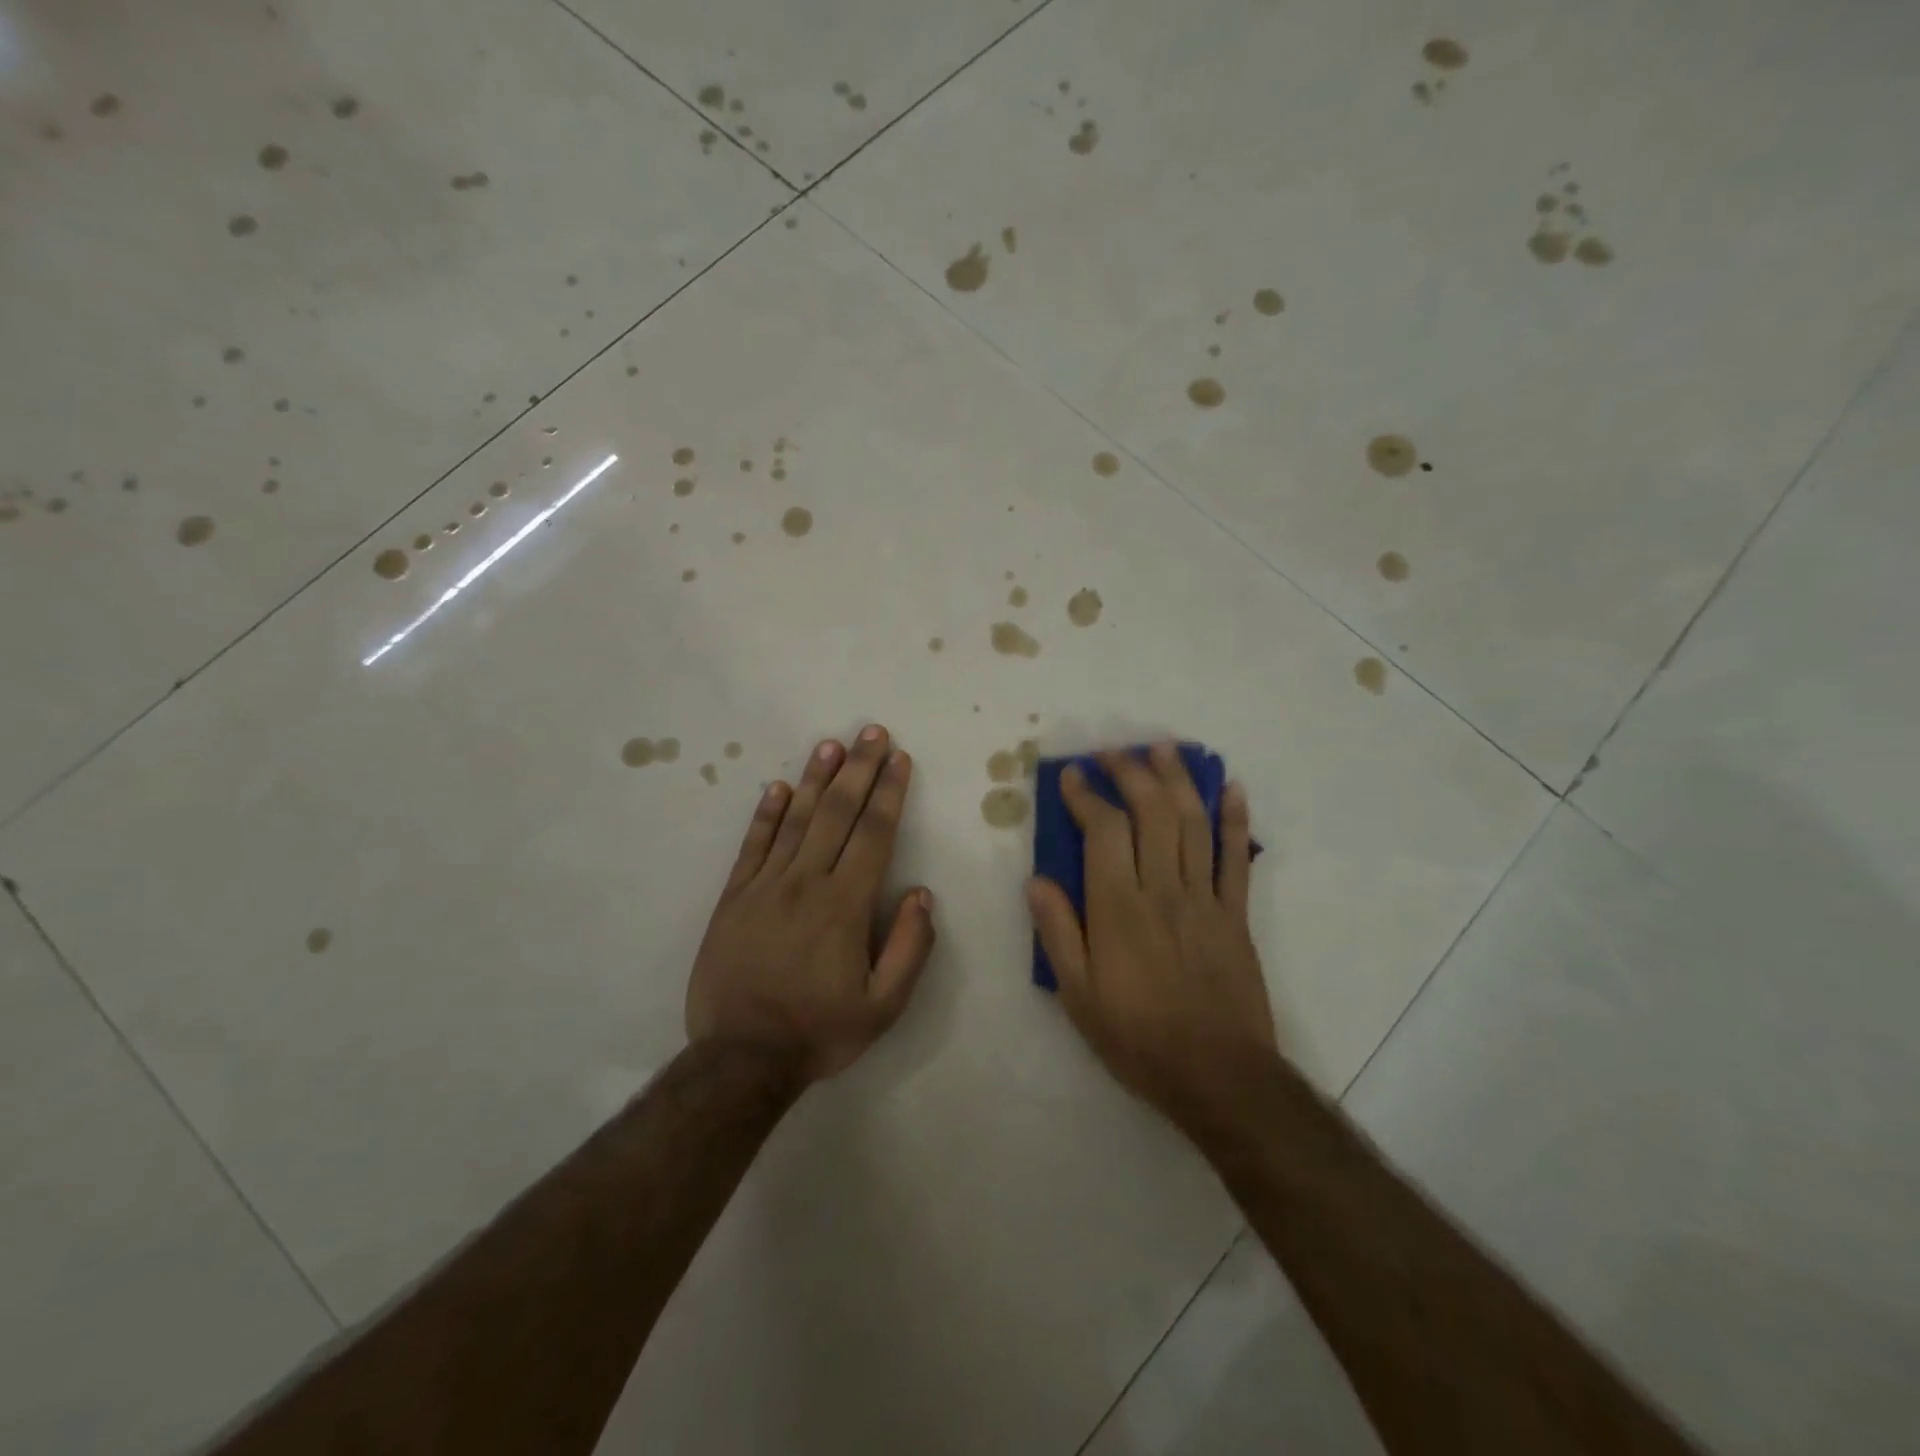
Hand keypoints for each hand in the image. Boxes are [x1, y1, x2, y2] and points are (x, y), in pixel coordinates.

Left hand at [687, 725, 935, 1084]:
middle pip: (838, 813)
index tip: (899, 759)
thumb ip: (909, 948)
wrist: (741, 1058)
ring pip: (796, 819)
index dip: (889, 792)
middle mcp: (806, 883)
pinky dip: (767, 814)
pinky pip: (753, 845)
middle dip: (859, 769)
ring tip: (832, 745)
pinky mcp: (734, 898)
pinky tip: (779, 787)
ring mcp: (765, 886)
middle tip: (871, 732)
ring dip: (817, 779)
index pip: (874, 834)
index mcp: (845, 905)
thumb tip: (921, 894)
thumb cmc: (819, 1031)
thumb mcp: (883, 1007)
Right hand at [1027, 742, 1274, 1125]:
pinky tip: (1231, 787)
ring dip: (1178, 779)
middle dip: (1131, 773)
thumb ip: (1057, 933)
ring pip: (1193, 823)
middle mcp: (1164, 890)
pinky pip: (1237, 857)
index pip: (1104, 832)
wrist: (1218, 1075)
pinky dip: (1235, 819)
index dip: (1087, 796)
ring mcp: (1206, 898)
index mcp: (1120, 909)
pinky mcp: (1236, 913)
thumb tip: (1036, 880)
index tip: (1072, 775)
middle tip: (1113, 752)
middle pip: (1151, 813)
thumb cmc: (1138, 1037)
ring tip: (1163, 748)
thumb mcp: (1078, 996)